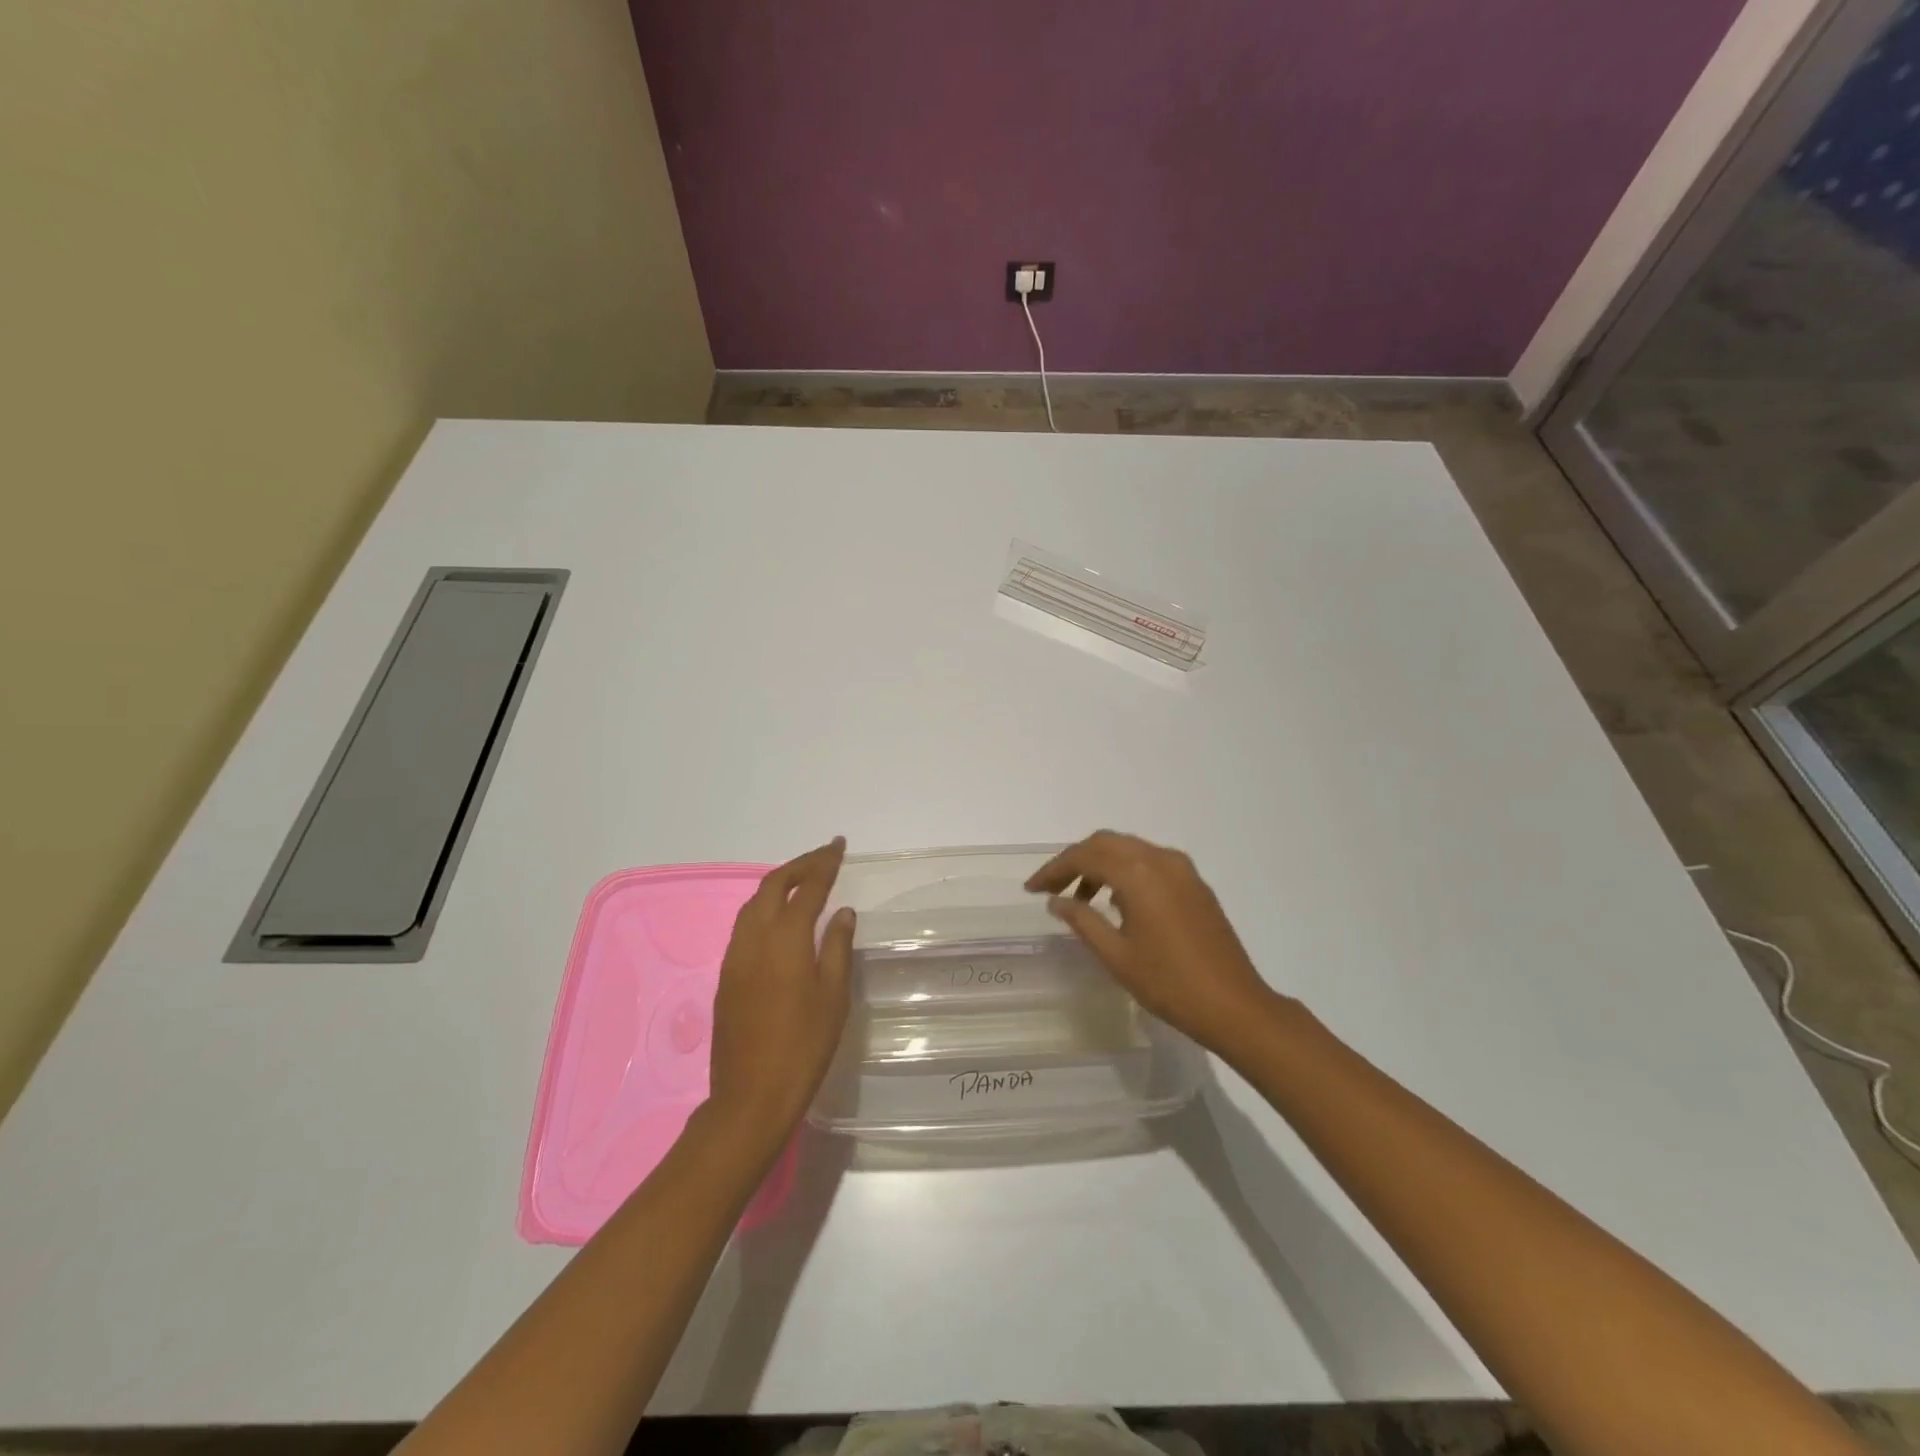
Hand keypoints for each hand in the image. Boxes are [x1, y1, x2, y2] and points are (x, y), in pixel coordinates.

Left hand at [708, 838, 855, 1153]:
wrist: (750, 1096)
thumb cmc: (803, 1046)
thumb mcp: (833, 997)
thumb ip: (838, 947)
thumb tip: (843, 912)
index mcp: (786, 939)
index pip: (807, 887)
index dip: (824, 863)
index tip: (838, 845)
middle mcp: (754, 938)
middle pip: (773, 885)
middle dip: (799, 865)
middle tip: (824, 857)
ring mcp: (735, 956)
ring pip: (753, 903)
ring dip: (778, 884)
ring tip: (802, 881)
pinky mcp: (726, 975)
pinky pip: (744, 925)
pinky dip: (764, 907)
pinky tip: (779, 919)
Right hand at [1026, 831, 1276, 1056]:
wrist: (1235, 1006)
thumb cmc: (1169, 984)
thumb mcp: (1116, 955)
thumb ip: (1082, 920)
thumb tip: (1057, 900)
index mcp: (1139, 874)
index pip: (1085, 856)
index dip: (1054, 869)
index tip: (1032, 889)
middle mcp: (1161, 860)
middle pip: (1107, 843)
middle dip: (1075, 860)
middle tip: (1052, 888)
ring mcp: (1183, 870)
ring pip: (1130, 849)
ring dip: (1101, 864)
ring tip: (1081, 899)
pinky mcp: (1196, 884)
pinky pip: (1151, 862)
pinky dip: (1126, 871)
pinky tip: (1117, 902)